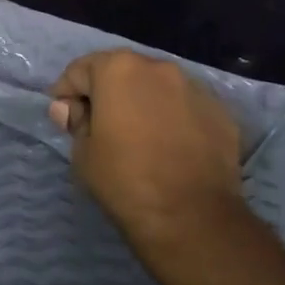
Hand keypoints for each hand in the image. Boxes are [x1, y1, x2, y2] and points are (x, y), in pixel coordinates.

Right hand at [47, 50, 246, 255]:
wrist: (191, 217)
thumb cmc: (124, 180)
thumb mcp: (83, 153)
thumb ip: (75, 121)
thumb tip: (69, 109)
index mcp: (118, 70)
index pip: (79, 71)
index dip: (66, 94)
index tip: (64, 118)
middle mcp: (158, 67)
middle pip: (121, 71)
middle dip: (105, 92)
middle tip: (98, 125)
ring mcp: (194, 87)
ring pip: (156, 86)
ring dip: (141, 102)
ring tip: (137, 136)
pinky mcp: (219, 111)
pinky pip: (184, 106)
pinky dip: (171, 117)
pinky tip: (168, 146)